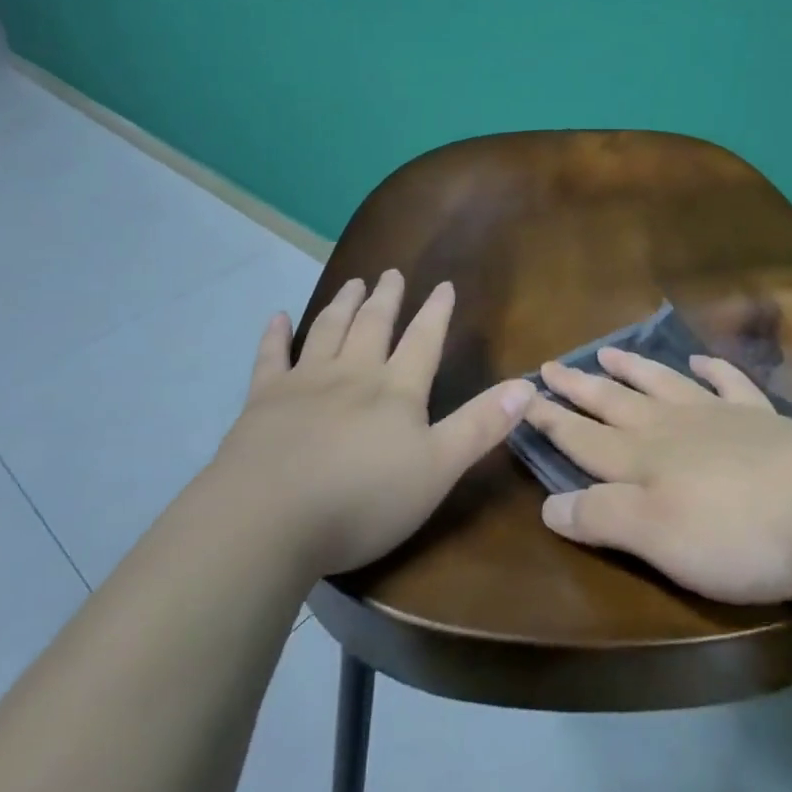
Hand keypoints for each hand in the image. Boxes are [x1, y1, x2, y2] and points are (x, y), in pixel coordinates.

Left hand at [218, 270, 532, 576]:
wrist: (269, 518)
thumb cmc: (362, 499)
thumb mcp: (438, 469)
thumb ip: (481, 426)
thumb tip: (527, 385)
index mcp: (396, 390)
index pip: (423, 340)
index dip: (436, 312)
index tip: (444, 285)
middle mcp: (353, 373)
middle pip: (374, 325)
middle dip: (387, 298)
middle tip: (391, 273)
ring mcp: (305, 382)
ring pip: (328, 330)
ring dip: (343, 304)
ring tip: (353, 283)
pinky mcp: (263, 400)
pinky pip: (270, 358)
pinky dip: (275, 335)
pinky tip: (277, 317)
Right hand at [525, 347, 791, 604]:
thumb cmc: (737, 531)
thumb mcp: (658, 538)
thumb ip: (602, 518)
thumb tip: (547, 504)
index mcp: (644, 460)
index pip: (584, 439)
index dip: (552, 422)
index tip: (524, 399)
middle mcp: (673, 428)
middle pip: (616, 403)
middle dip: (580, 388)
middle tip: (553, 365)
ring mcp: (719, 416)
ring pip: (663, 384)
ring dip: (633, 369)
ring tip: (607, 351)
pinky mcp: (762, 419)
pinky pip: (728, 383)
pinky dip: (710, 370)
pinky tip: (700, 361)